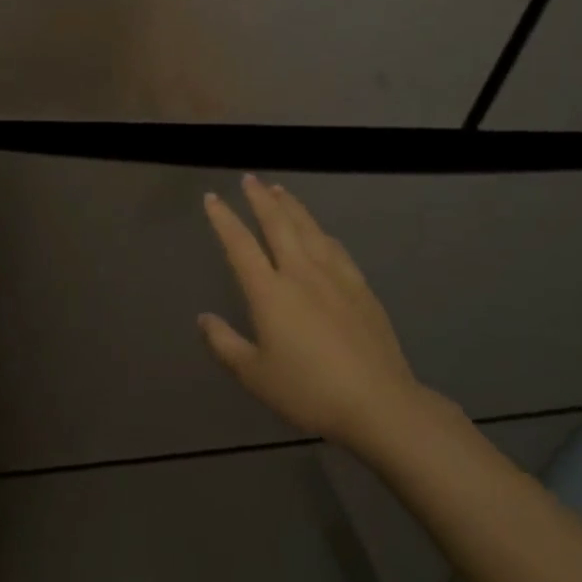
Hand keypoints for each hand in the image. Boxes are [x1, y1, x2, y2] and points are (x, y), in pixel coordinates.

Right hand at [200, 176, 436, 451]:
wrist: (378, 403)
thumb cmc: (309, 391)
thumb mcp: (255, 375)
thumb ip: (225, 344)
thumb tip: (203, 318)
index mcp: (269, 292)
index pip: (240, 245)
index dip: (224, 219)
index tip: (212, 197)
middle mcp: (300, 273)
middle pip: (277, 224)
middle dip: (260, 199)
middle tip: (250, 178)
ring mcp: (334, 276)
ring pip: (308, 229)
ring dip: (291, 206)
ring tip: (280, 190)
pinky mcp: (360, 287)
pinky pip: (335, 247)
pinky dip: (321, 231)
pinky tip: (320, 231)